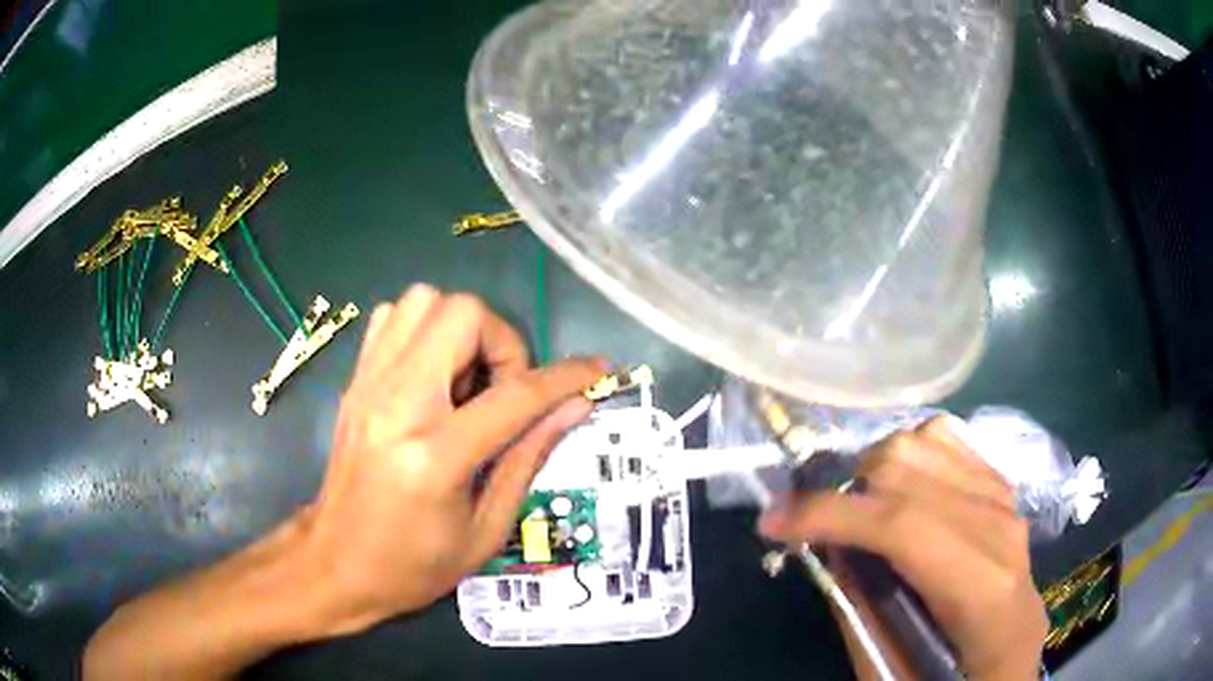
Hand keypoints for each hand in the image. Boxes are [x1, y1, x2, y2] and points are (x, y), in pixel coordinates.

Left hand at [300, 284, 602, 634]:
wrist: (335, 564)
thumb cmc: (414, 565)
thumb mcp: (486, 530)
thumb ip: (529, 458)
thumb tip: (575, 406)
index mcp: (435, 457)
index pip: (515, 395)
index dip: (566, 376)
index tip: (596, 370)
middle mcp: (396, 404)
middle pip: (461, 314)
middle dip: (501, 342)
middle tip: (505, 390)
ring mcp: (367, 385)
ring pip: (423, 301)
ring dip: (462, 330)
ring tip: (468, 382)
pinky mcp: (354, 382)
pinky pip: (392, 318)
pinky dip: (424, 330)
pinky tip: (434, 377)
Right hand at [759, 418, 1046, 680]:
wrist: (1010, 651)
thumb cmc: (954, 677)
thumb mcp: (891, 670)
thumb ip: (858, 611)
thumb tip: (824, 544)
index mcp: (984, 594)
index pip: (904, 527)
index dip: (832, 514)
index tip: (772, 521)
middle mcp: (1003, 531)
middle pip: (911, 469)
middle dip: (845, 489)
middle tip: (811, 524)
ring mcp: (1007, 500)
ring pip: (926, 440)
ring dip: (873, 469)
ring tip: (855, 508)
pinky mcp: (1002, 487)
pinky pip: (946, 440)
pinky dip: (906, 455)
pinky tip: (894, 490)